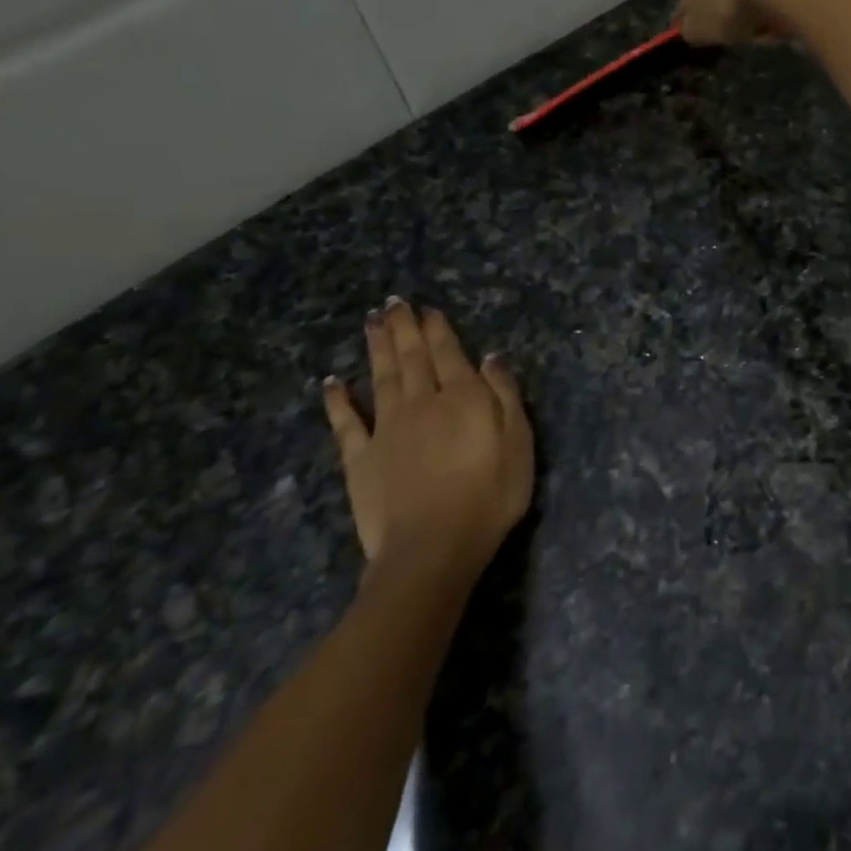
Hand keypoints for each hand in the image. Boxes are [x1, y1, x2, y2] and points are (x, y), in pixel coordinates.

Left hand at [322, 299, 532, 582]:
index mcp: (462, 398)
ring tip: (372, 321)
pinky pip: (346, 423)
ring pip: (381, 378)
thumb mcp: (519, 443)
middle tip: (394, 303)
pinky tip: (331, 382)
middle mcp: (421, 403)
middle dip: (404, 328)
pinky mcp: (360, 459)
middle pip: (411, 358)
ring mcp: (386, 429)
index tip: (428, 309)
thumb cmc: (490, 496)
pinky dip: (338, 400)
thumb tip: (491, 357)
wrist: (433, 547)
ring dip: (376, 348)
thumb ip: (504, 396)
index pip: (449, 354)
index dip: (438, 329)